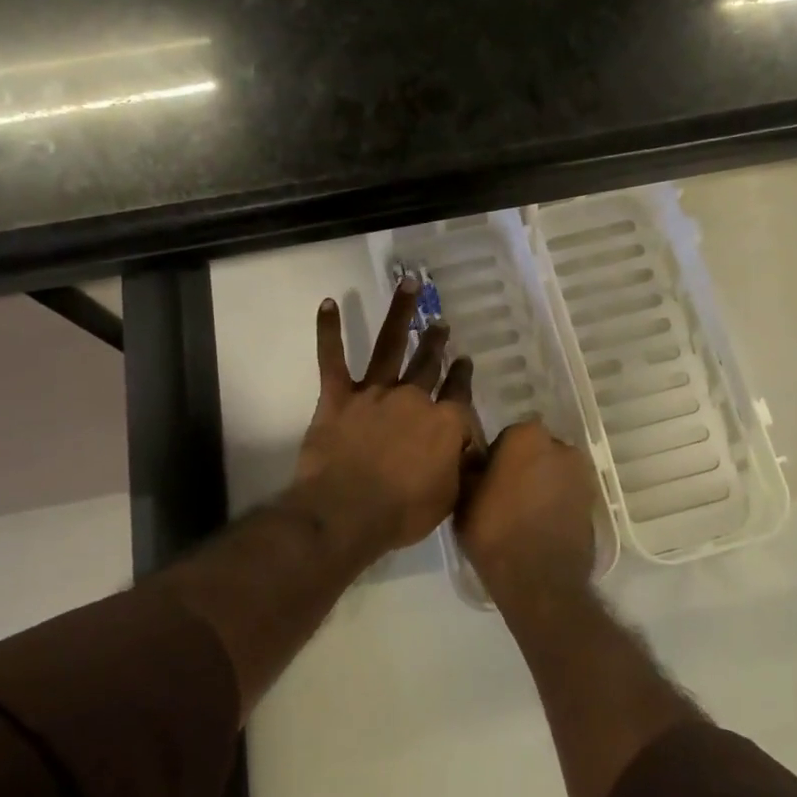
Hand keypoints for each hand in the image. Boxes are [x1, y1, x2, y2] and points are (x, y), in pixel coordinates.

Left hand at [290, 280, 480, 562]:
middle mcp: (413, 398)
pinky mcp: (338, 398)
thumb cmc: (402, 512)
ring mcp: (374, 393)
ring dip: (399, 313)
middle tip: (440, 323)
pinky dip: (329, 331)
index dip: (463, 375)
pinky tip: (327, 302)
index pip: (459, 392)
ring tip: (408, 284)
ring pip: (390, 345)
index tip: (464, 360)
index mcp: (443, 422)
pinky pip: (331, 359)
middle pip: (428, 363)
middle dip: (436, 342)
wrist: (347, 512)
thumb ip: (460, 466)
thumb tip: (469, 449)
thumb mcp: (448, 496)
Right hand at [456, 421, 597, 606]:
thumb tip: (475, 459)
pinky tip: (541, 525)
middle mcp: (561, 446)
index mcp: (527, 436)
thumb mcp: (464, 498)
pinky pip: (568, 493)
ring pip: (554, 472)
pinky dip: (557, 502)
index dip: (495, 458)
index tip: (487, 481)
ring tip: (523, 514)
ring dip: (542, 483)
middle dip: (523, 466)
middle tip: (505, 496)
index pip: (507, 437)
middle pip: (535, 451)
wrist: (540, 581)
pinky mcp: (594, 501)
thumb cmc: (495, 532)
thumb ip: (471, 469)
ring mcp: (582, 474)